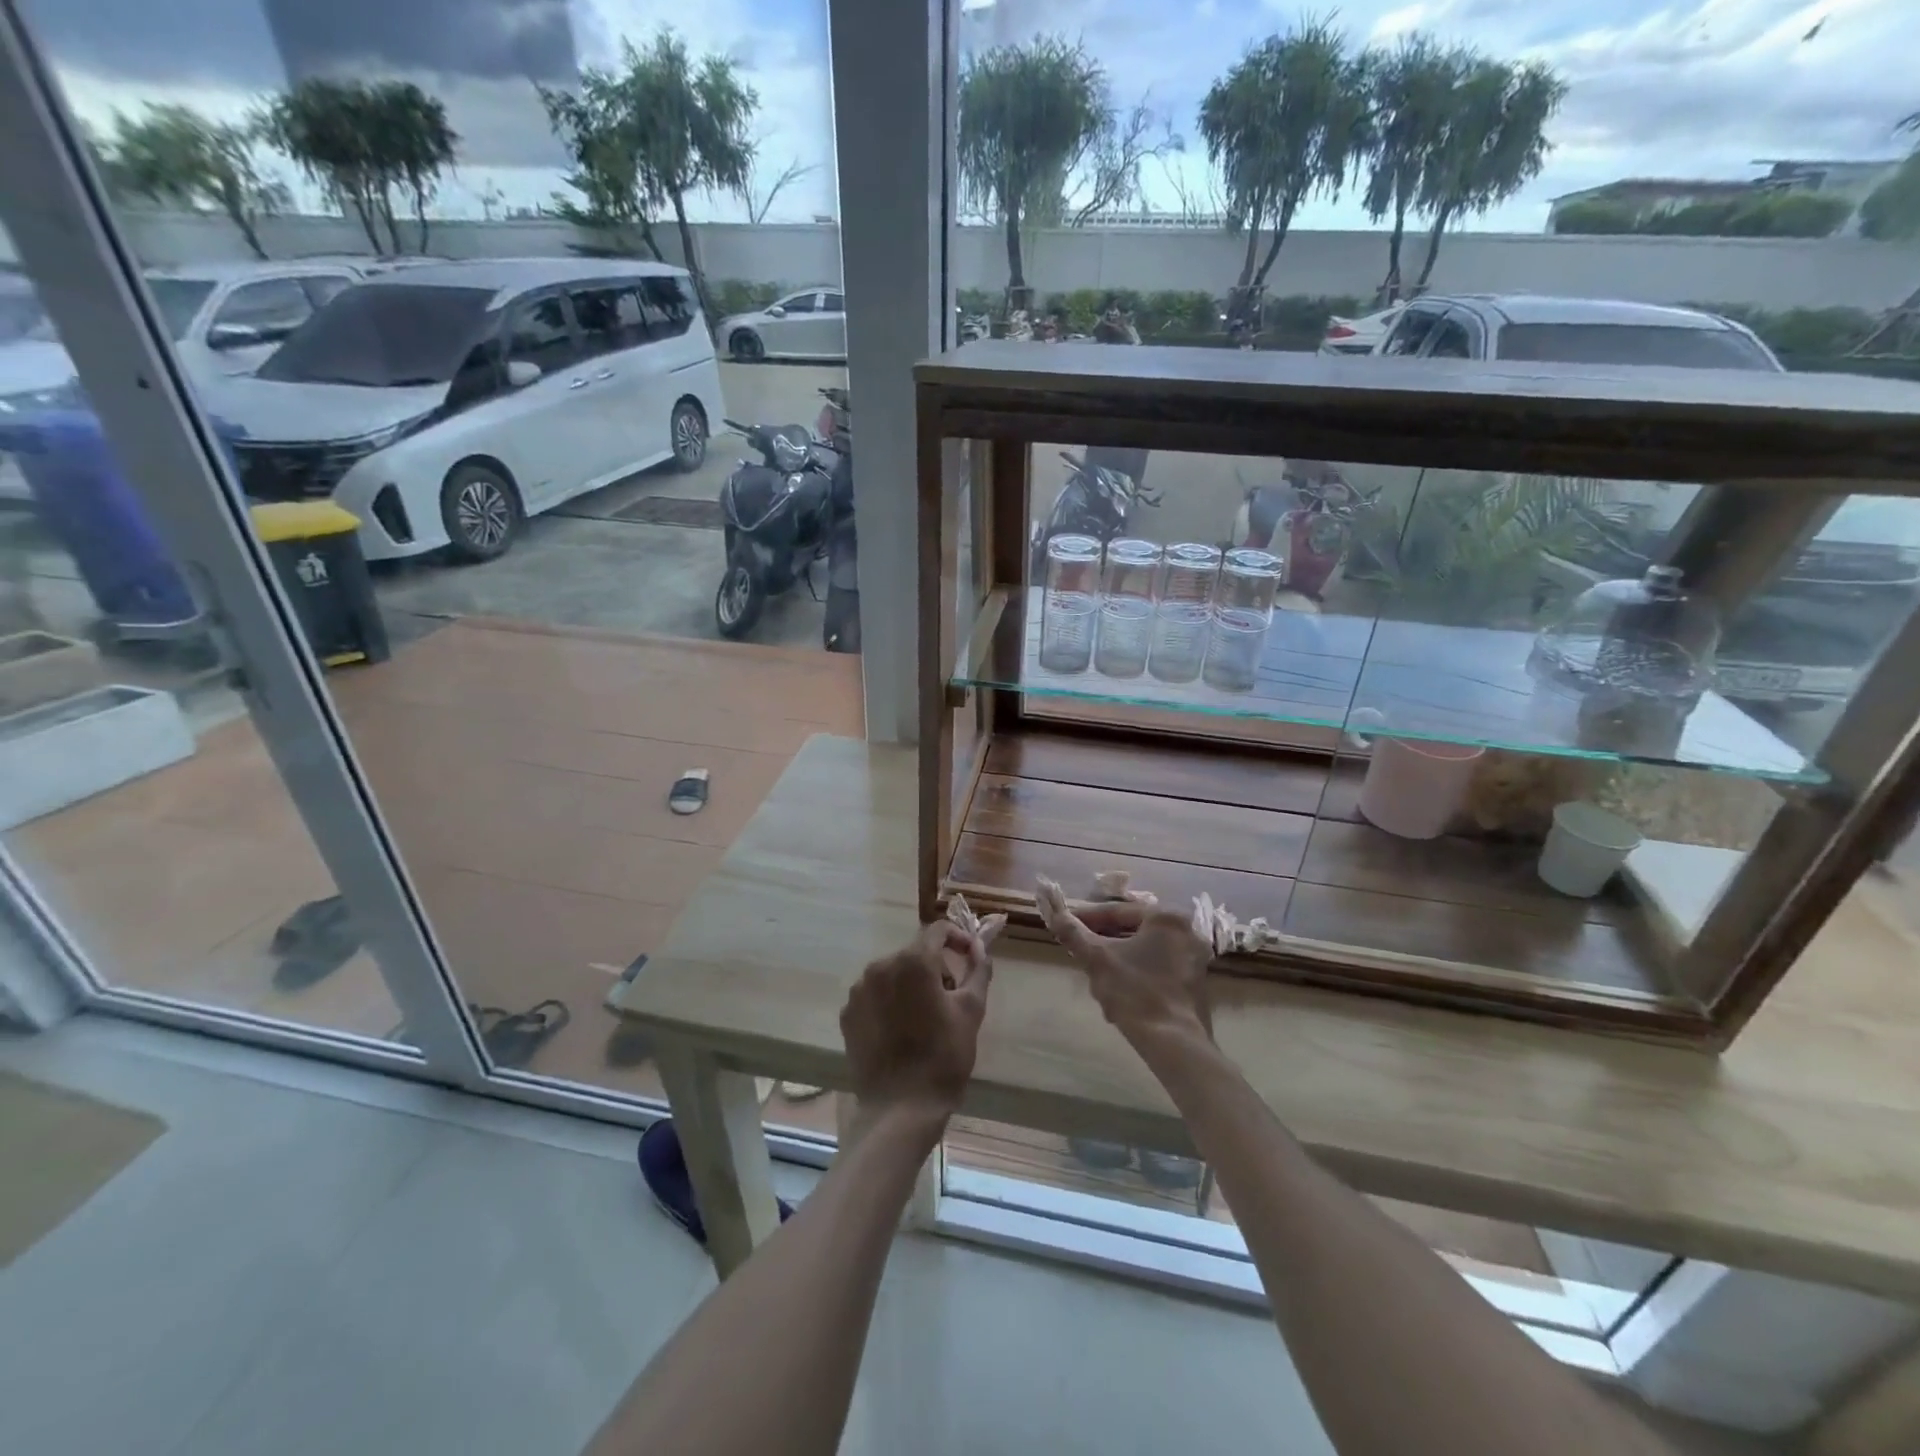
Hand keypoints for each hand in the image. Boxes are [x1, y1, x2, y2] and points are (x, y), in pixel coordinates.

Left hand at [839, 922, 991, 1135]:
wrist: (901, 1109)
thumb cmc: (943, 1057)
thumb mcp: (971, 1010)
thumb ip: (978, 970)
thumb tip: (979, 949)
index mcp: (913, 961)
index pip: (937, 931)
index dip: (957, 937)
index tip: (969, 956)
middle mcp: (880, 966)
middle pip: (914, 953)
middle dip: (936, 967)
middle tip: (952, 996)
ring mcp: (859, 990)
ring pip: (893, 973)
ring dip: (911, 984)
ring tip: (926, 1017)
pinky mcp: (848, 1014)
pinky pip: (874, 995)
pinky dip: (890, 1002)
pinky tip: (901, 1030)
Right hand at [1034, 881, 1213, 1047]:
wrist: (1174, 1044)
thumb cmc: (1135, 992)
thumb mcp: (1097, 959)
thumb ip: (1073, 933)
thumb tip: (1055, 914)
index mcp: (1167, 918)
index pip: (1118, 911)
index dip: (1087, 918)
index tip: (1066, 925)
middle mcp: (1187, 932)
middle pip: (1132, 931)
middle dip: (1104, 943)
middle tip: (1081, 952)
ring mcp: (1195, 960)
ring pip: (1144, 952)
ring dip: (1118, 962)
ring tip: (1096, 979)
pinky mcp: (1196, 985)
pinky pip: (1158, 970)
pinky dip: (1138, 976)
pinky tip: (1119, 995)